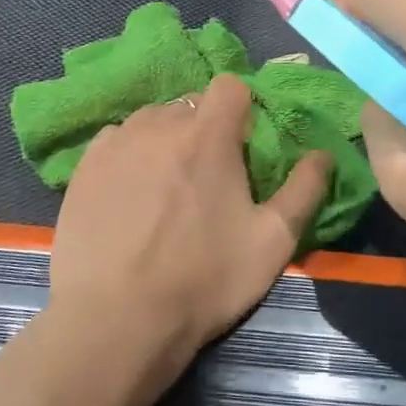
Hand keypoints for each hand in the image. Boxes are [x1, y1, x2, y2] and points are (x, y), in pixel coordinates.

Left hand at [50, 74, 331, 386]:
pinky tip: (129, 195)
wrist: (117, 319)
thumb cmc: (204, 279)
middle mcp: (158, 125)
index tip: (242, 146)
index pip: (228, 86)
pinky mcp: (84, 167)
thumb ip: (304, 190)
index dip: (241, 109)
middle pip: (189, 105)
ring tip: (165, 187)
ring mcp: (115, 144)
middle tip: (207, 177)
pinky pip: (116, 141)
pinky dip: (129, 156)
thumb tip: (322, 154)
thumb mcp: (273, 242)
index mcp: (207, 136)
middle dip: (204, 129)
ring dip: (165, 140)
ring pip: (150, 121)